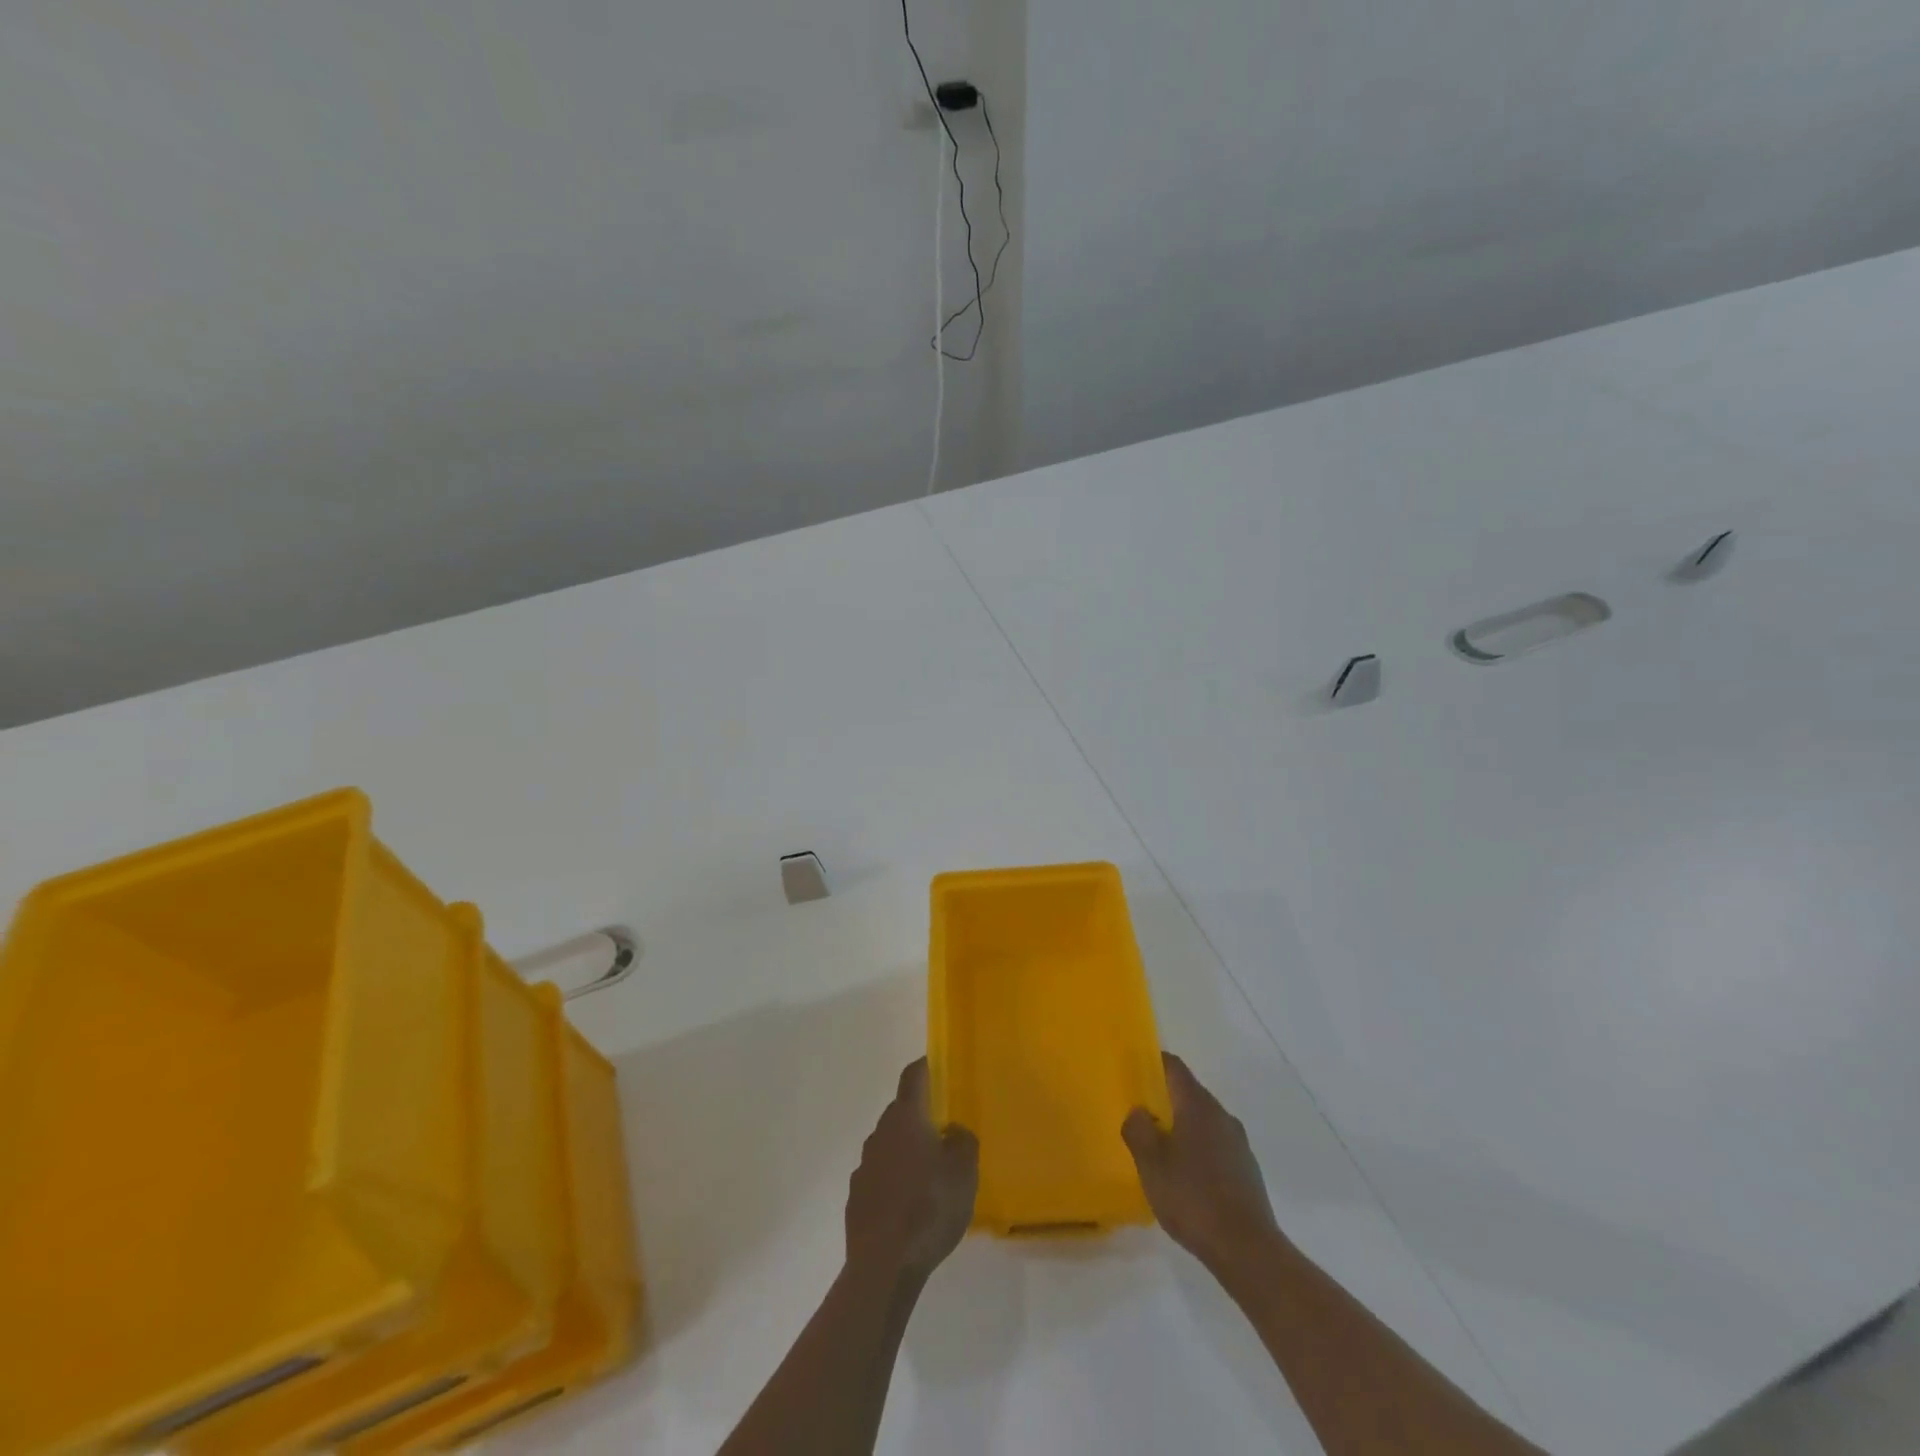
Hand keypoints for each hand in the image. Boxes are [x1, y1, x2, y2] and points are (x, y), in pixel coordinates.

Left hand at [845, 1060, 978, 1281]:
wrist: (883, 1265)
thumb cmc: (929, 1207)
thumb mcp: (964, 1172)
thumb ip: (962, 1142)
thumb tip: (951, 1130)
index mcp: (906, 1118)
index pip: (914, 1076)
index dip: (926, 1066)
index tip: (939, 1066)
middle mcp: (880, 1132)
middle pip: (901, 1111)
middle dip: (921, 1116)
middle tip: (945, 1131)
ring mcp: (864, 1165)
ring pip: (890, 1145)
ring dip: (907, 1151)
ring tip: (930, 1175)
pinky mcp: (857, 1196)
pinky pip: (880, 1176)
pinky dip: (895, 1180)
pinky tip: (910, 1205)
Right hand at [1123, 1052, 1280, 1276]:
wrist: (1247, 1250)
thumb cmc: (1192, 1198)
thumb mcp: (1150, 1163)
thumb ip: (1138, 1129)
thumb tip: (1139, 1111)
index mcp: (1197, 1105)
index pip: (1174, 1067)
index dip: (1153, 1063)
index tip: (1134, 1072)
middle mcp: (1221, 1115)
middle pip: (1189, 1093)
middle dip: (1165, 1100)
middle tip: (1141, 1117)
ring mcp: (1238, 1143)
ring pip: (1203, 1121)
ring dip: (1182, 1128)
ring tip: (1160, 1152)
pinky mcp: (1247, 1170)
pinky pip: (1216, 1146)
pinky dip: (1198, 1151)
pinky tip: (1187, 1180)